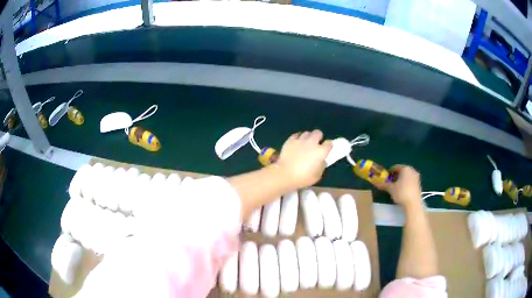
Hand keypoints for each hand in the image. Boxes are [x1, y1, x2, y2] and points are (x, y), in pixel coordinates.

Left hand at [276, 130, 331, 188]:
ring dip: (308, 138)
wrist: (285, 175)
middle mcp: (312, 143)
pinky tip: (296, 143)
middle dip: (318, 137)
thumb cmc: (303, 178)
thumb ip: (322, 165)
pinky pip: (296, 135)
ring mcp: (300, 140)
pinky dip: (297, 138)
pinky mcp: (290, 140)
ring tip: (305, 144)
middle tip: (315, 144)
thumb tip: (322, 160)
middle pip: (318, 133)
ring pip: (307, 133)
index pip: (329, 143)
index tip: (326, 150)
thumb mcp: (318, 175)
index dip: (328, 146)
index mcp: (321, 151)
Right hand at [379, 165, 421, 208]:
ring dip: (400, 180)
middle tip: (389, 183)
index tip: (385, 178)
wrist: (413, 203)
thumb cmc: (401, 193)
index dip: (389, 172)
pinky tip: (402, 191)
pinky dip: (405, 184)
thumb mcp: (391, 189)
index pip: (395, 167)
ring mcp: (416, 177)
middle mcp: (412, 170)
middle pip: (402, 171)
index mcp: (405, 168)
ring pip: (406, 176)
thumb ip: (383, 184)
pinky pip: (410, 181)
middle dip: (395, 176)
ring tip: (395, 188)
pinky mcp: (419, 184)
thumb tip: (375, 183)